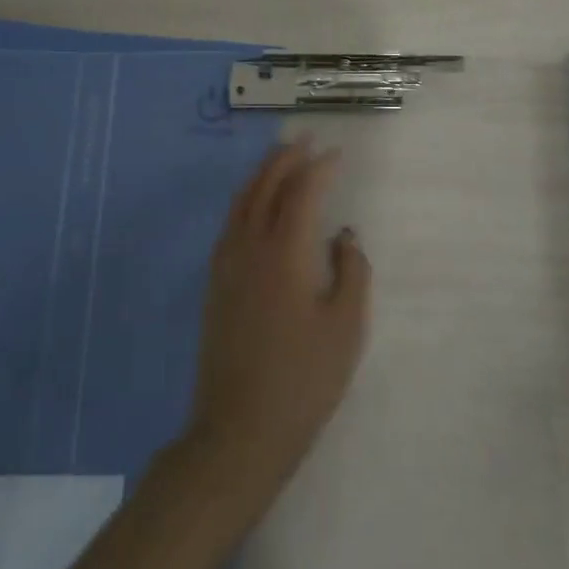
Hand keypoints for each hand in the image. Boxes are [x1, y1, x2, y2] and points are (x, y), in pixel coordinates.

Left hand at [182, 141, 370, 506]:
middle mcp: (249, 247)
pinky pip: (230, 224)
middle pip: (265, 187)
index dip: (320, 168)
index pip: (301, 192)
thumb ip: (352, 272)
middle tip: (305, 139)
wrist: (240, 429)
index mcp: (285, 252)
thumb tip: (344, 236)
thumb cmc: (304, 379)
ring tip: (280, 159)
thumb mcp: (347, 327)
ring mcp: (226, 265)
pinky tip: (256, 206)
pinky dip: (246, 200)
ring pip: (241, 202)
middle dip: (285, 158)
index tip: (337, 154)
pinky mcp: (215, 284)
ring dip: (262, 174)